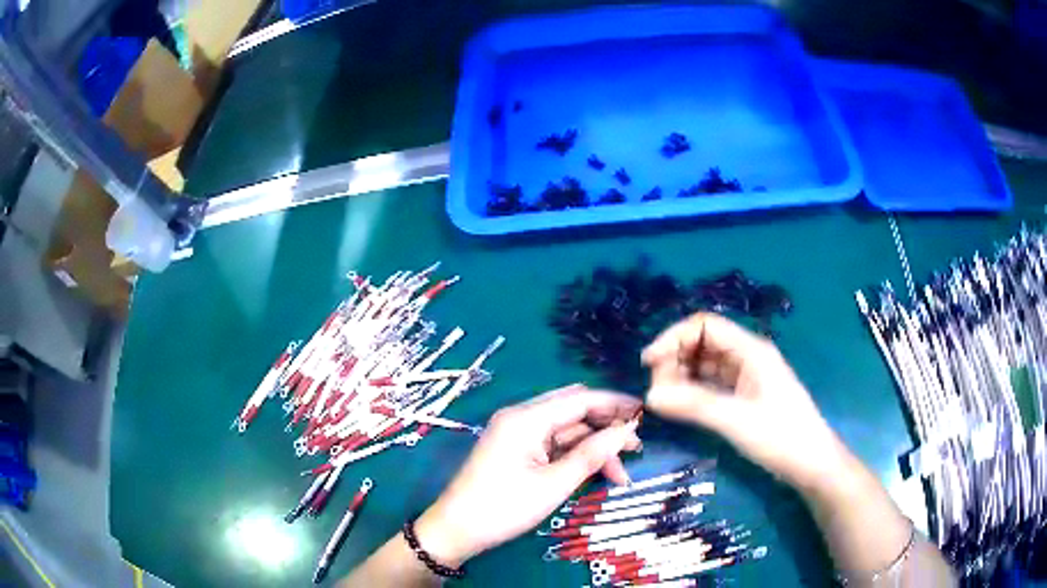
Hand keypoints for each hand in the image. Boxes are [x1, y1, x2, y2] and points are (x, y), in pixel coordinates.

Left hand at [415, 385, 641, 566]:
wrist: (457, 530)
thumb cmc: (504, 507)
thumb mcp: (554, 484)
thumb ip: (592, 454)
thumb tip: (627, 430)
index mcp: (526, 418)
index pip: (581, 399)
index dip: (615, 404)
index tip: (645, 414)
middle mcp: (521, 417)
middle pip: (574, 412)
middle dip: (607, 428)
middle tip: (636, 448)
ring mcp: (517, 434)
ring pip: (566, 431)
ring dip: (593, 448)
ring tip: (620, 474)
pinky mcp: (516, 450)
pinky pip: (553, 445)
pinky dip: (575, 457)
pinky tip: (596, 474)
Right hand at [641, 313, 845, 490]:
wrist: (812, 463)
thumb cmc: (781, 437)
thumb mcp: (736, 420)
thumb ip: (693, 405)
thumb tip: (649, 395)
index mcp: (750, 350)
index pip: (705, 325)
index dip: (674, 337)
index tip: (648, 363)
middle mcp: (747, 356)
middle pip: (703, 343)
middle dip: (676, 358)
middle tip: (656, 389)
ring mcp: (747, 376)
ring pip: (706, 364)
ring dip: (682, 375)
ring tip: (664, 399)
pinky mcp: (746, 396)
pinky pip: (713, 384)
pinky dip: (694, 390)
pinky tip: (680, 405)